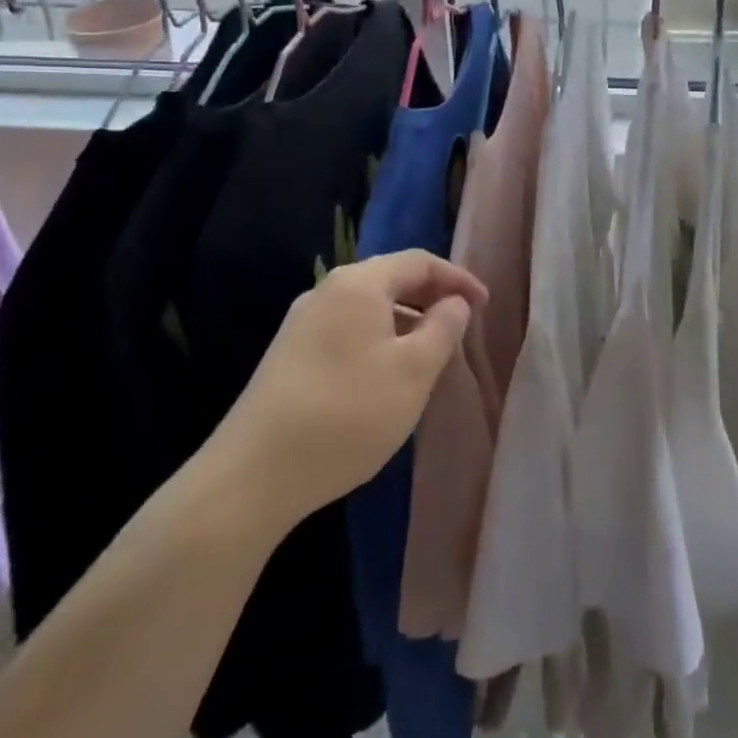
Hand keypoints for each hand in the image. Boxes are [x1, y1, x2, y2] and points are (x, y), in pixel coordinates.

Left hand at [222, 251, 486, 524]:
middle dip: (430, 297)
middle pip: (390, 278)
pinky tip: (385, 374)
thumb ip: (443, 328)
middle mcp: (326, 291)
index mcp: (358, 284)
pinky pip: (347, 329)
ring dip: (405, 320)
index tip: (485, 304)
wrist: (252, 476)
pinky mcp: (289, 354)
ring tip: (429, 352)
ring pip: (368, 306)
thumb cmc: (348, 413)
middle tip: (461, 324)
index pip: (419, 261)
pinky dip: (378, 338)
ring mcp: (301, 323)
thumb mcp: (413, 371)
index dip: (457, 278)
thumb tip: (454, 303)